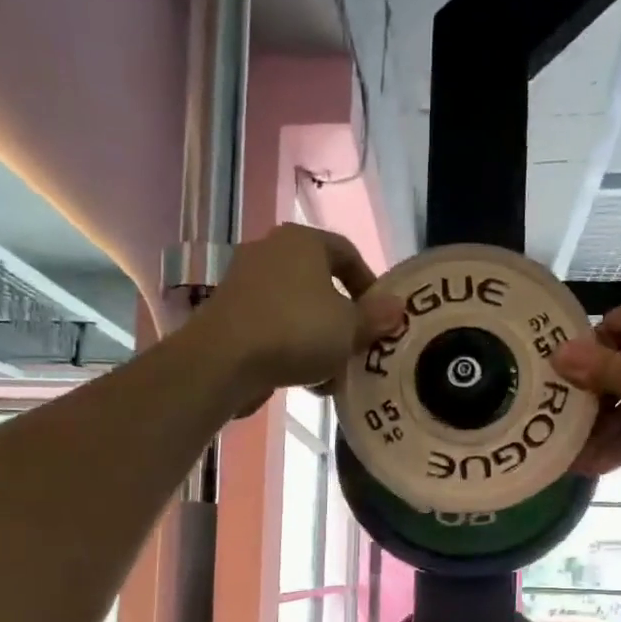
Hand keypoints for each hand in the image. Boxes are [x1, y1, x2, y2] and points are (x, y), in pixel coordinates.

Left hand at [194, 224, 404, 404]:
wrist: (223, 360)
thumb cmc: (296, 331)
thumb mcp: (349, 328)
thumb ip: (376, 317)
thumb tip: (397, 307)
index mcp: (303, 241)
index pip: (347, 253)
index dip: (370, 285)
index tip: (381, 317)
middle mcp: (271, 251)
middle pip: (320, 284)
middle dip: (343, 319)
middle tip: (358, 347)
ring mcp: (245, 282)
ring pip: (297, 310)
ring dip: (319, 339)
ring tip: (333, 372)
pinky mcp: (229, 314)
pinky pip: (273, 327)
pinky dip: (292, 348)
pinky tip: (304, 380)